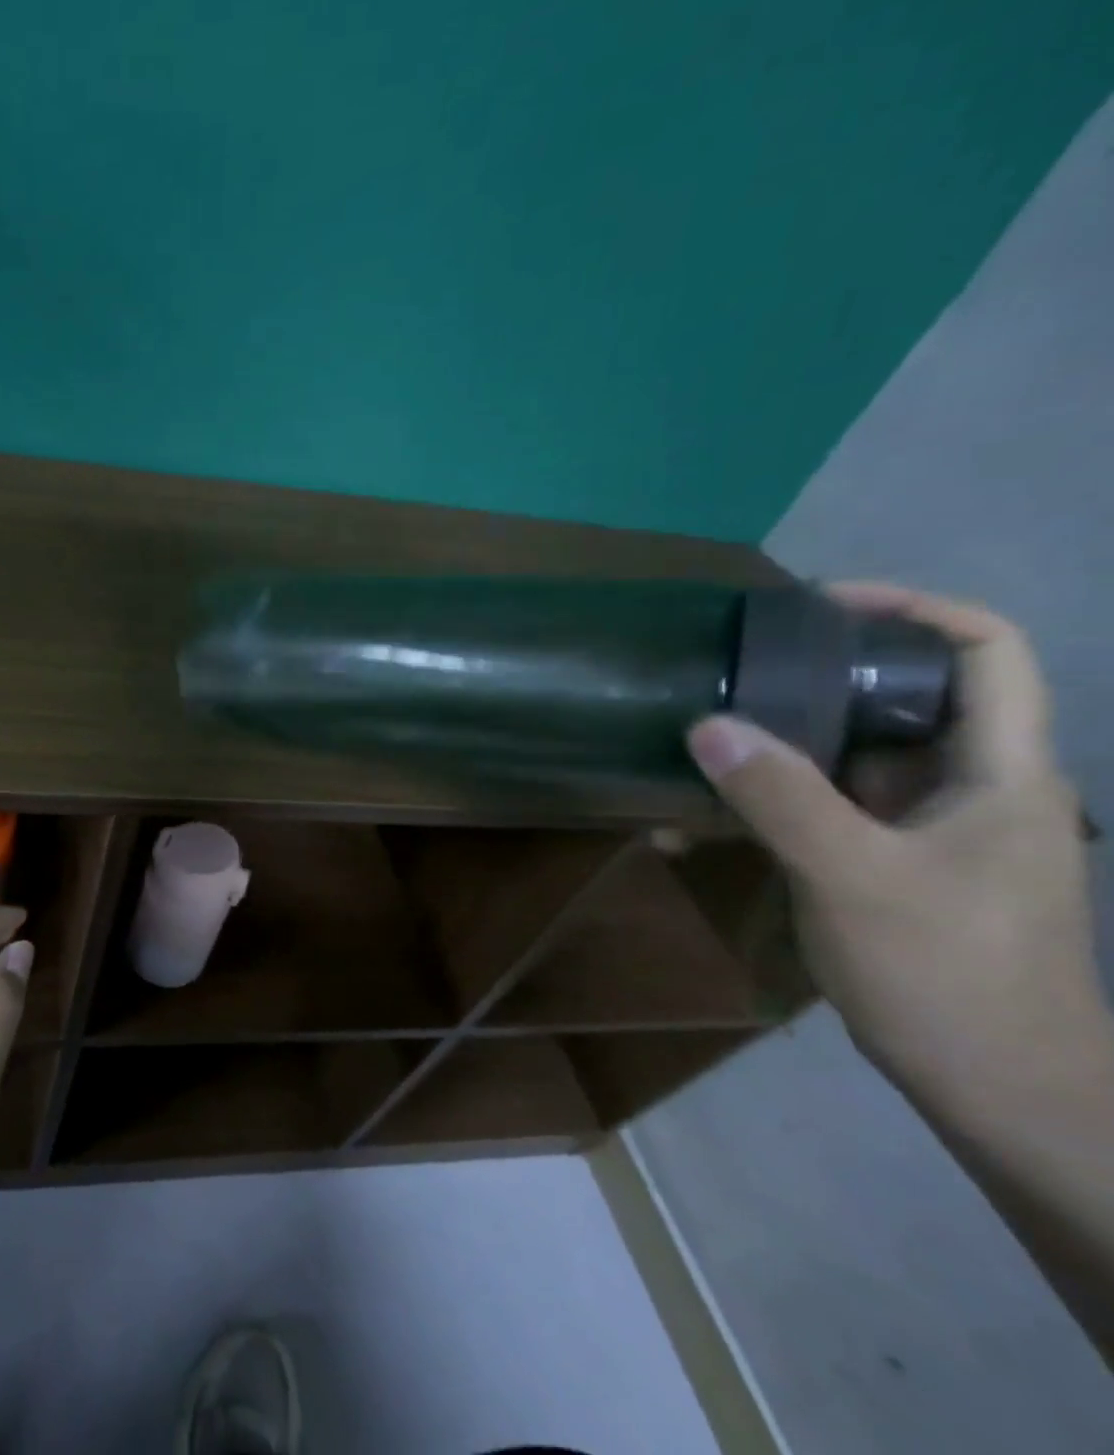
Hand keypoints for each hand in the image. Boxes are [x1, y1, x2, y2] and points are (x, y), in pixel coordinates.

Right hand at [685, 582, 1106, 1104]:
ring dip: (773, 748)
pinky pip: (818, 810)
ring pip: (847, 759)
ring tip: (696, 740)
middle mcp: (964, 786)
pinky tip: (695, 821)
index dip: (913, 608)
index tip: (819, 606)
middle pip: (899, 698)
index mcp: (998, 771)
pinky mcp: (882, 863)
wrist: (997, 1087)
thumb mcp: (856, 878)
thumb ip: (782, 798)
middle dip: (815, 676)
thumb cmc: (951, 973)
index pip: (985, 651)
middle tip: (730, 671)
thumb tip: (708, 725)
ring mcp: (920, 828)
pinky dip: (762, 803)